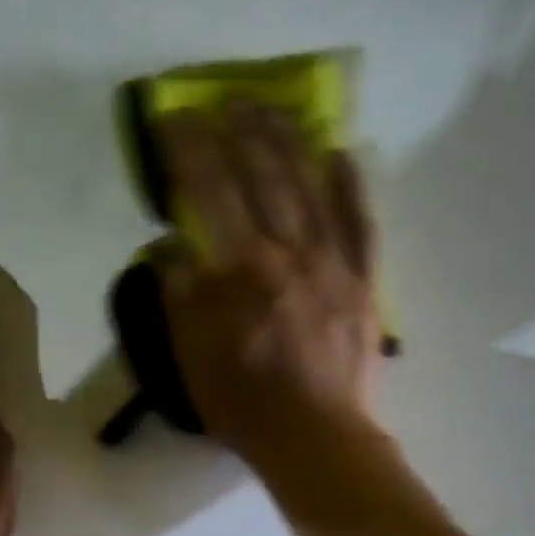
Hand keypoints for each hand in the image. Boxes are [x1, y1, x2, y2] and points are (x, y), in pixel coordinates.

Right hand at [152, 102, 381, 464]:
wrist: (316, 437)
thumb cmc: (244, 401)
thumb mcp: (190, 353)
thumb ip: (179, 292)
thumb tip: (171, 245)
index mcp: (241, 266)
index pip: (209, 190)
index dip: (190, 149)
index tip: (174, 117)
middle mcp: (289, 249)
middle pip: (264, 176)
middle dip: (241, 132)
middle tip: (228, 99)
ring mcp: (333, 261)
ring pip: (312, 186)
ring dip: (292, 142)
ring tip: (276, 109)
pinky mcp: (363, 281)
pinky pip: (361, 223)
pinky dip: (352, 185)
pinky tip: (343, 153)